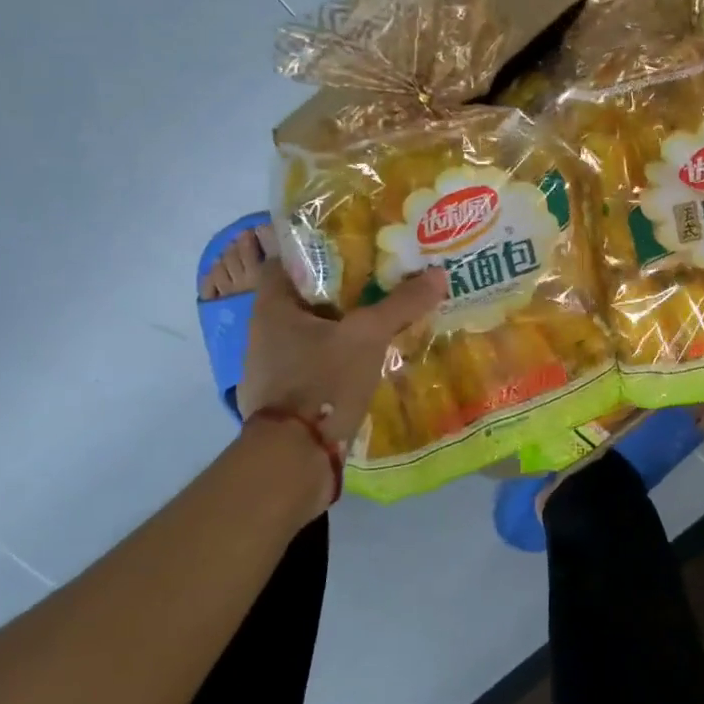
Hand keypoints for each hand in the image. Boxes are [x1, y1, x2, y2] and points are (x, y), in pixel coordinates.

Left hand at [234, 228, 447, 445]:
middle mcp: (265, 330)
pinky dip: (341, 355)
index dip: (320, 248)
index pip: (289, 259)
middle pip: (307, 296)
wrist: (293, 457)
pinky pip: (317, 361)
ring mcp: (273, 365)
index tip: (356, 246)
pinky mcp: (288, 394)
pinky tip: (371, 357)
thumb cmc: (321, 381)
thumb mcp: (368, 336)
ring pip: (314, 331)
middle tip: (383, 278)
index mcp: (272, 306)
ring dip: (344, 324)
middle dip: (343, 288)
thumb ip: (401, 304)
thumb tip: (438, 274)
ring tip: (384, 316)